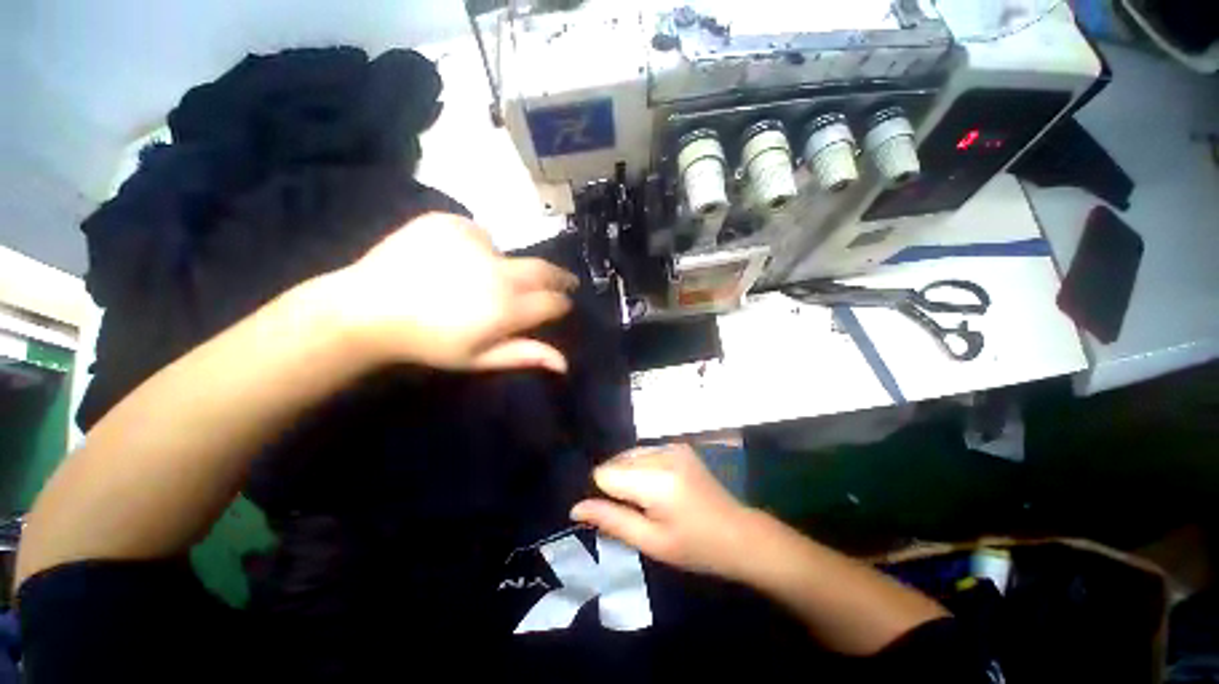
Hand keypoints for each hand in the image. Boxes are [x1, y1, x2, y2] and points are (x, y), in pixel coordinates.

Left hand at [309, 213, 578, 372]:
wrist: (368, 308)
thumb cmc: (429, 342)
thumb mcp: (479, 358)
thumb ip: (525, 355)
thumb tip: (564, 364)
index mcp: (505, 308)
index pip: (552, 302)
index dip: (562, 303)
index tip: (563, 304)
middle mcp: (497, 271)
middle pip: (544, 270)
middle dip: (559, 277)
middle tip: (564, 281)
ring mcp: (474, 242)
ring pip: (509, 254)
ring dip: (508, 267)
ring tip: (482, 280)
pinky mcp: (451, 223)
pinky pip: (480, 235)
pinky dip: (478, 249)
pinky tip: (455, 261)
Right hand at [571, 444, 756, 579]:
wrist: (739, 533)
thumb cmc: (695, 547)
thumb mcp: (651, 542)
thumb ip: (611, 520)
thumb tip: (575, 508)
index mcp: (656, 480)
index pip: (605, 474)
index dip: (602, 494)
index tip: (613, 513)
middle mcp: (662, 453)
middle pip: (615, 461)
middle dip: (614, 484)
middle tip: (633, 512)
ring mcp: (672, 446)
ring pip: (628, 455)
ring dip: (627, 475)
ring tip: (645, 501)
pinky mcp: (679, 446)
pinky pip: (644, 452)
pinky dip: (640, 468)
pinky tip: (656, 488)